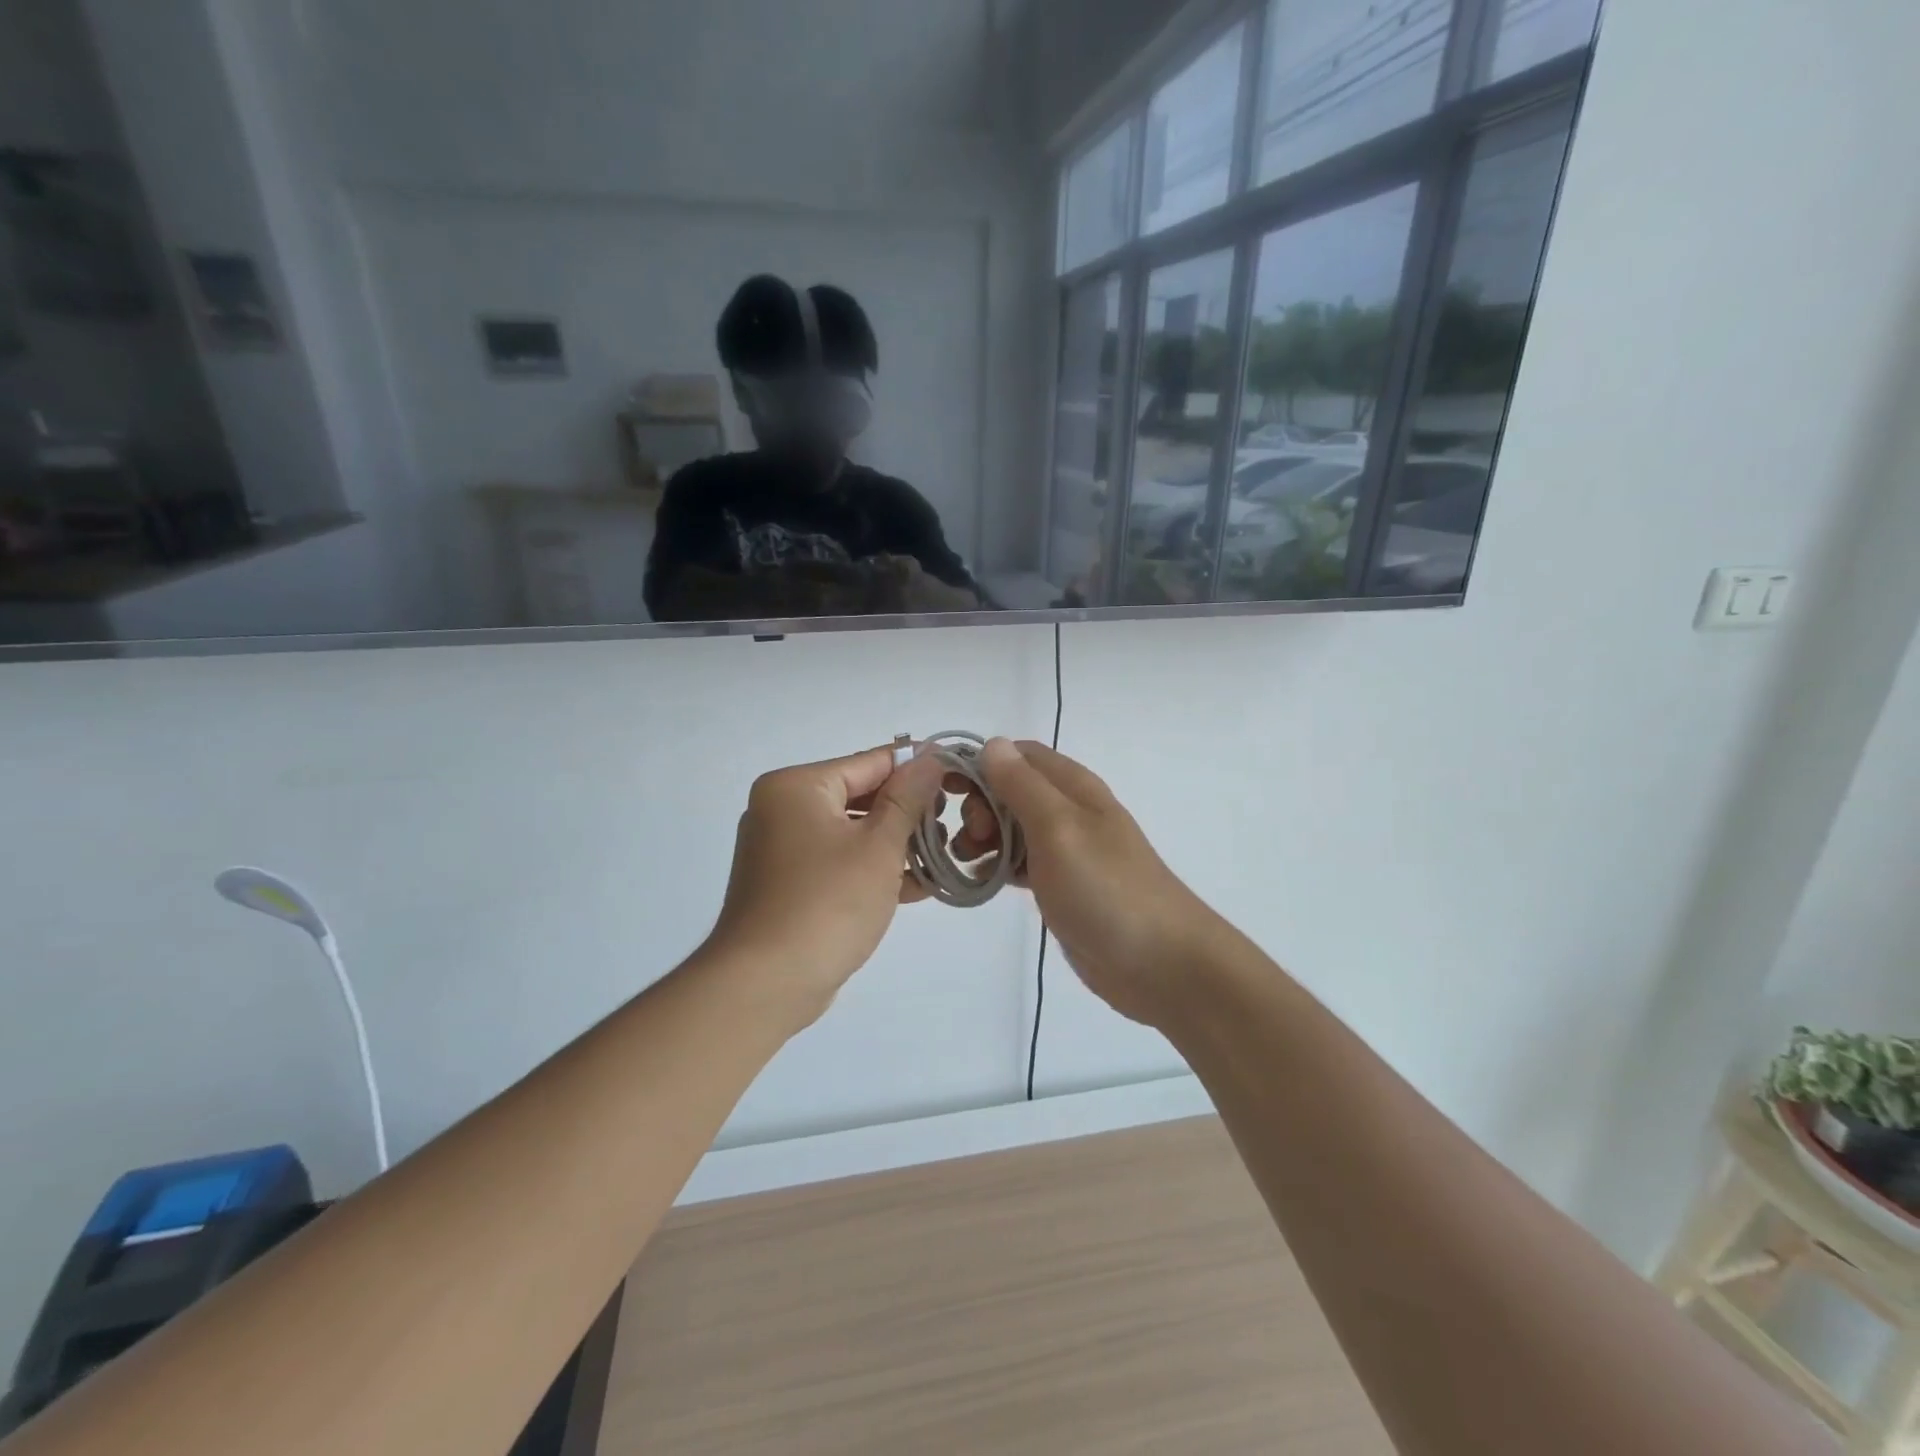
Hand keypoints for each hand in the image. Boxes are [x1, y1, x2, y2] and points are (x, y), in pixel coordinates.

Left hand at [703, 745, 945, 1023]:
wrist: (764, 985)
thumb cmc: (826, 904)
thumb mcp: (878, 847)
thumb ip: (907, 799)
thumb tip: (930, 758)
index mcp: (797, 787)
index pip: (870, 762)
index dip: (917, 768)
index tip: (958, 776)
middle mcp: (782, 808)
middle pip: (861, 796)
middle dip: (909, 814)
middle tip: (952, 827)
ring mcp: (782, 848)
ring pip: (852, 833)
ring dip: (896, 845)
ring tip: (941, 859)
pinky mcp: (788, 884)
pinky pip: (838, 862)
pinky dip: (872, 870)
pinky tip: (916, 887)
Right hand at [977, 739, 1226, 1028]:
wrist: (1160, 963)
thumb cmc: (1106, 889)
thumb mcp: (1059, 829)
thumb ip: (1023, 786)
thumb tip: (991, 744)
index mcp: (1072, 787)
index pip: (1017, 755)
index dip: (980, 763)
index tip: (947, 789)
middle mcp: (1068, 811)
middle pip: (1010, 790)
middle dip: (980, 805)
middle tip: (971, 836)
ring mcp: (1066, 850)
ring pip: (1012, 827)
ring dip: (983, 836)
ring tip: (967, 861)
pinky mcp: (1061, 885)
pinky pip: (1019, 863)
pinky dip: (996, 865)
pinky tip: (980, 881)